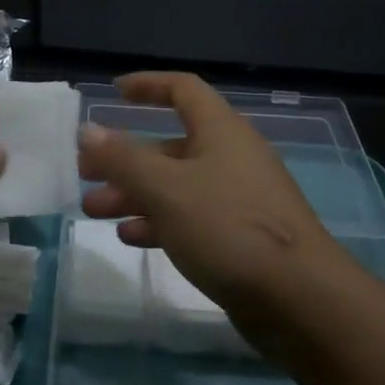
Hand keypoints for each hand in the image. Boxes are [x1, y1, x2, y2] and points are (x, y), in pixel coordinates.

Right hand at [77, 73, 348, 344]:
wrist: (300, 299)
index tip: (114, 92)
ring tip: (94, 210)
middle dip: (126, 157)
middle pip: (171, 144)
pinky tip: (130, 236)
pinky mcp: (240, 236)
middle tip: (85, 172)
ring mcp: (238, 198)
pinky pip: (191, 217)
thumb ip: (123, 159)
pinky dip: (159, 221)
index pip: (183, 90)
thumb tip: (87, 130)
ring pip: (176, 184)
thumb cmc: (228, 227)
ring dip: (135, 193)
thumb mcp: (166, 189)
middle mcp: (231, 157)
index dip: (148, 85)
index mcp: (221, 131)